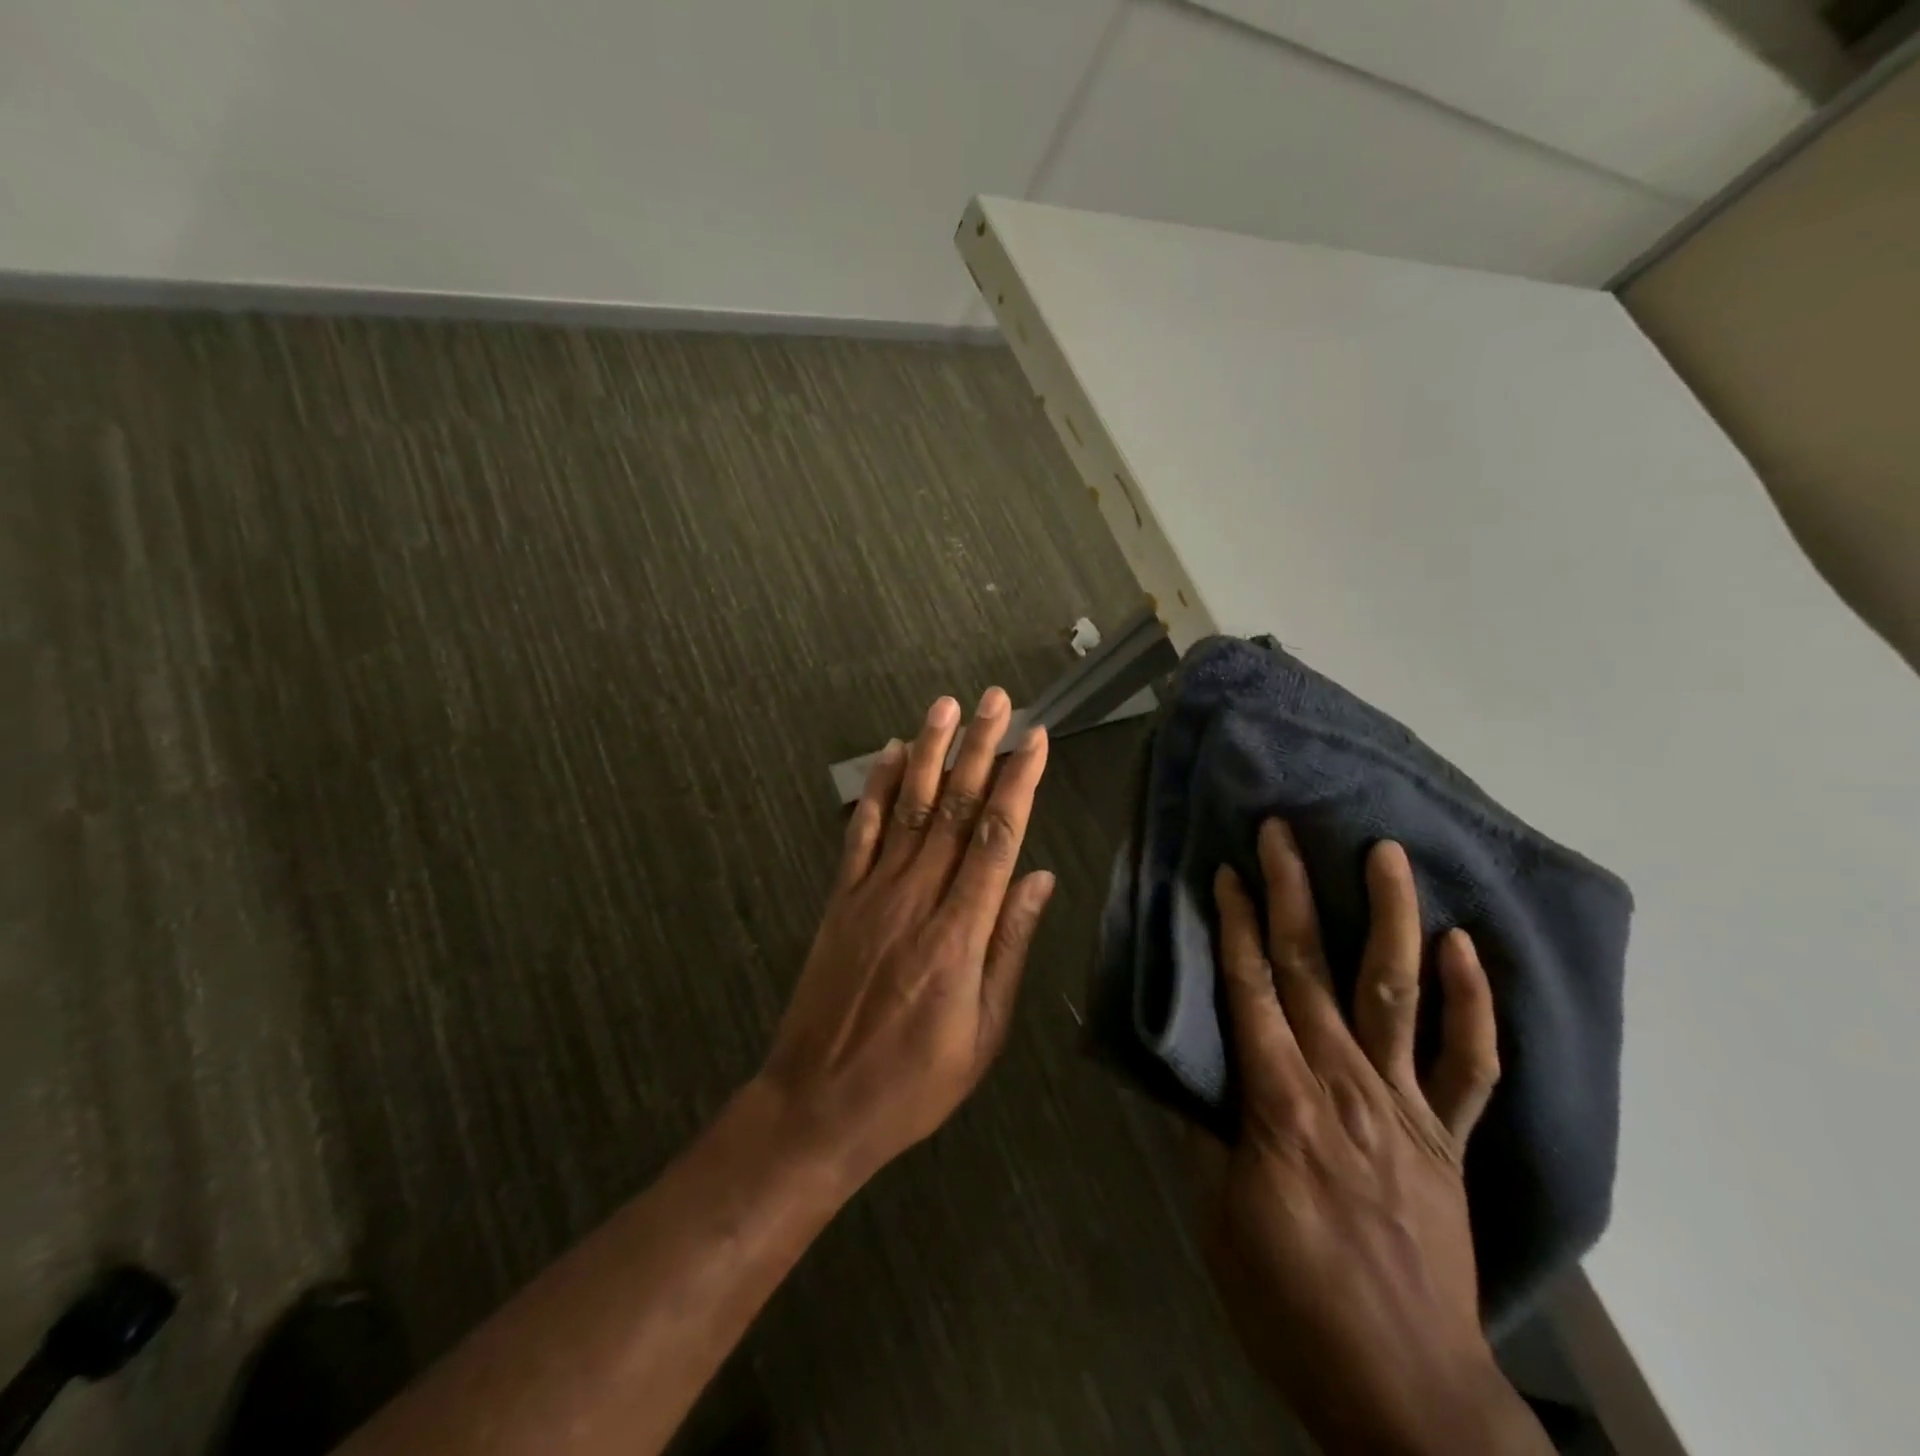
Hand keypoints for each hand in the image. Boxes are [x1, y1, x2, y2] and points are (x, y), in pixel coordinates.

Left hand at [760, 689, 1054, 1186]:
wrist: (818, 1105)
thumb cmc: (914, 1081)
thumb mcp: (983, 1032)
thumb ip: (1009, 947)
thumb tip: (1039, 877)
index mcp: (959, 934)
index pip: (996, 838)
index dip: (1018, 783)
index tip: (1035, 739)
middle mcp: (916, 899)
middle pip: (953, 808)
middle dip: (978, 748)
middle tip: (995, 700)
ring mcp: (872, 894)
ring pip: (907, 808)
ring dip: (928, 752)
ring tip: (944, 706)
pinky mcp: (840, 899)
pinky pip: (860, 833)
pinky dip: (874, 789)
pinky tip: (887, 754)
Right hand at [1196, 820, 1548, 1454]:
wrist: (1405, 1389)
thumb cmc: (1289, 1299)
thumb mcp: (1217, 1216)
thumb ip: (1200, 1129)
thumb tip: (1179, 1062)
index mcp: (1281, 1103)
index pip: (1251, 990)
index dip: (1237, 925)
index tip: (1228, 869)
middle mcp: (1345, 1085)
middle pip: (1313, 970)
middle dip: (1293, 892)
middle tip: (1282, 831)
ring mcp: (1406, 1106)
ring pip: (1397, 992)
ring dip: (1390, 917)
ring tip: (1385, 853)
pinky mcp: (1448, 1136)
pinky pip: (1470, 1063)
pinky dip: (1473, 1002)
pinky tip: (1465, 946)